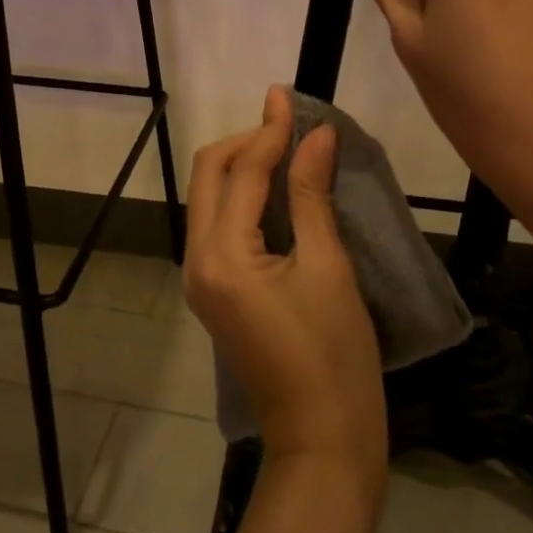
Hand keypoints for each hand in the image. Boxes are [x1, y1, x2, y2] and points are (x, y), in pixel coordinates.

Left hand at [184, 86, 386, 486]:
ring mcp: (200, 278)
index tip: (288, 96)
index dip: (268, 130)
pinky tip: (277, 189)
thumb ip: (312, 194)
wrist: (322, 437)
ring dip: (242, 166)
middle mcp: (197, 260)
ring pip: (209, 198)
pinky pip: (219, 224)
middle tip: (290, 125)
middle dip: (246, 143)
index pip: (240, 172)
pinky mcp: (214, 290)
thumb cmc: (335, 354)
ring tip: (287, 148)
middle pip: (208, 176)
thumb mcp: (327, 267)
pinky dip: (243, 197)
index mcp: (221, 255)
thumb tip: (317, 135)